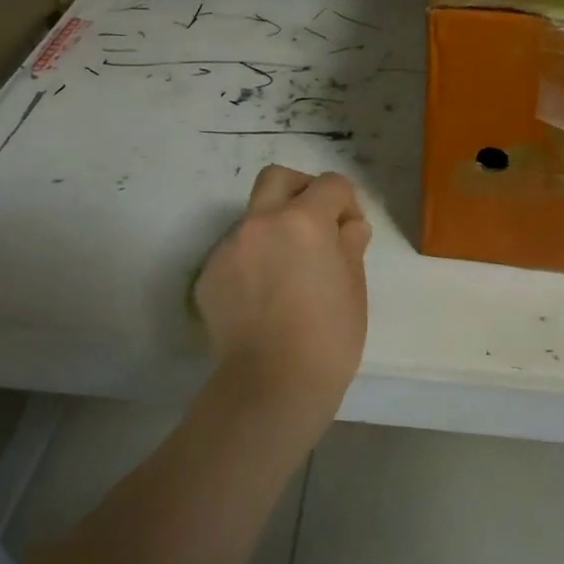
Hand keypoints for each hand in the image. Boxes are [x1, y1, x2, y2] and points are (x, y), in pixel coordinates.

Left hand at [195, 165, 372, 431]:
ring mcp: (229, 247)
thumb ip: (350, 245)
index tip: (350, 234)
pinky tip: (264, 296)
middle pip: (278, 178)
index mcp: (303, 221)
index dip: (347, 204)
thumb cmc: (328, 338)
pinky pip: (236, 251)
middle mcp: (261, 222)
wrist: (271, 385)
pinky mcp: (209, 275)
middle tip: (316, 224)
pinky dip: (253, 259)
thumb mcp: (354, 287)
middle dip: (302, 190)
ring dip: (275, 229)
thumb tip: (348, 226)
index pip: (331, 185)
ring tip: (288, 272)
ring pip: (254, 217)